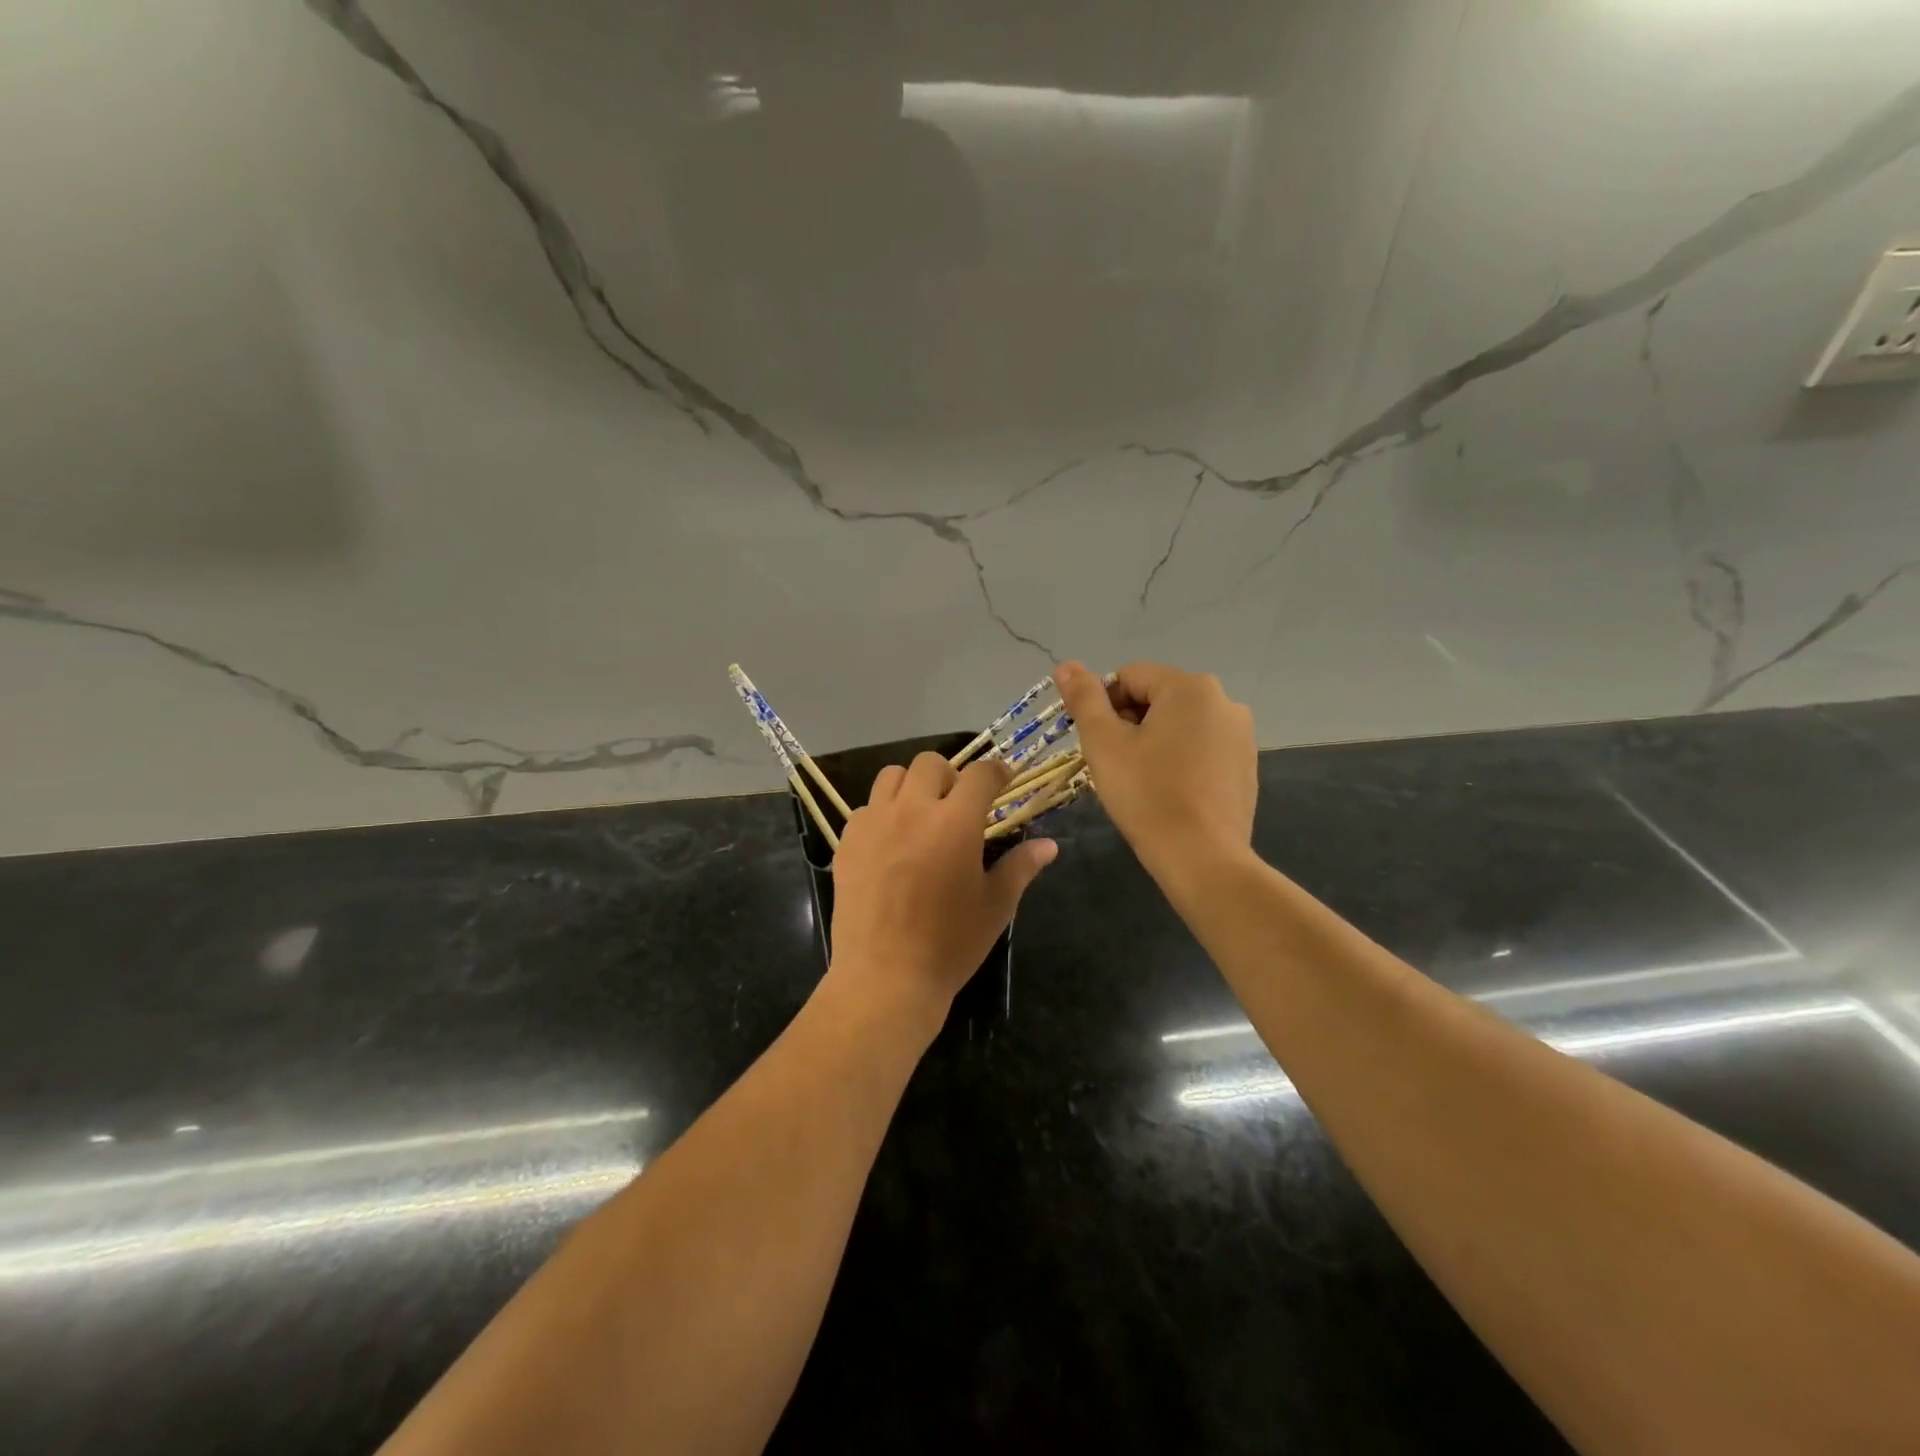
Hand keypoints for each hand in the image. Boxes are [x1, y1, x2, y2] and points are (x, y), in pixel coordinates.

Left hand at [826, 752, 1056, 1033]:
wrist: (885, 978)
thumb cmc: (950, 944)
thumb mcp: (995, 906)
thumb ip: (1021, 867)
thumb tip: (1049, 846)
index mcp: (955, 822)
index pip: (979, 774)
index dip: (996, 771)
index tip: (1003, 780)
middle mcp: (912, 810)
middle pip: (930, 763)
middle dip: (951, 775)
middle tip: (959, 804)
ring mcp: (874, 823)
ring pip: (892, 776)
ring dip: (912, 785)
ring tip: (922, 815)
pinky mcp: (847, 842)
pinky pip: (866, 808)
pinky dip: (883, 813)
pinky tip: (891, 843)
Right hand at [1054, 660, 1257, 877]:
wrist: (1202, 858)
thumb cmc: (1146, 795)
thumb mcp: (1104, 744)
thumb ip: (1084, 699)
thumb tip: (1065, 665)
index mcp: (1190, 687)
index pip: (1129, 676)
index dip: (1104, 706)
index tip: (1098, 744)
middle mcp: (1224, 700)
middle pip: (1157, 697)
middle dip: (1129, 723)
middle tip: (1116, 764)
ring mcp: (1240, 734)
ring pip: (1179, 724)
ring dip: (1154, 741)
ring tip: (1142, 780)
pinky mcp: (1246, 764)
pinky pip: (1202, 747)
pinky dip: (1180, 759)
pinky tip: (1171, 792)